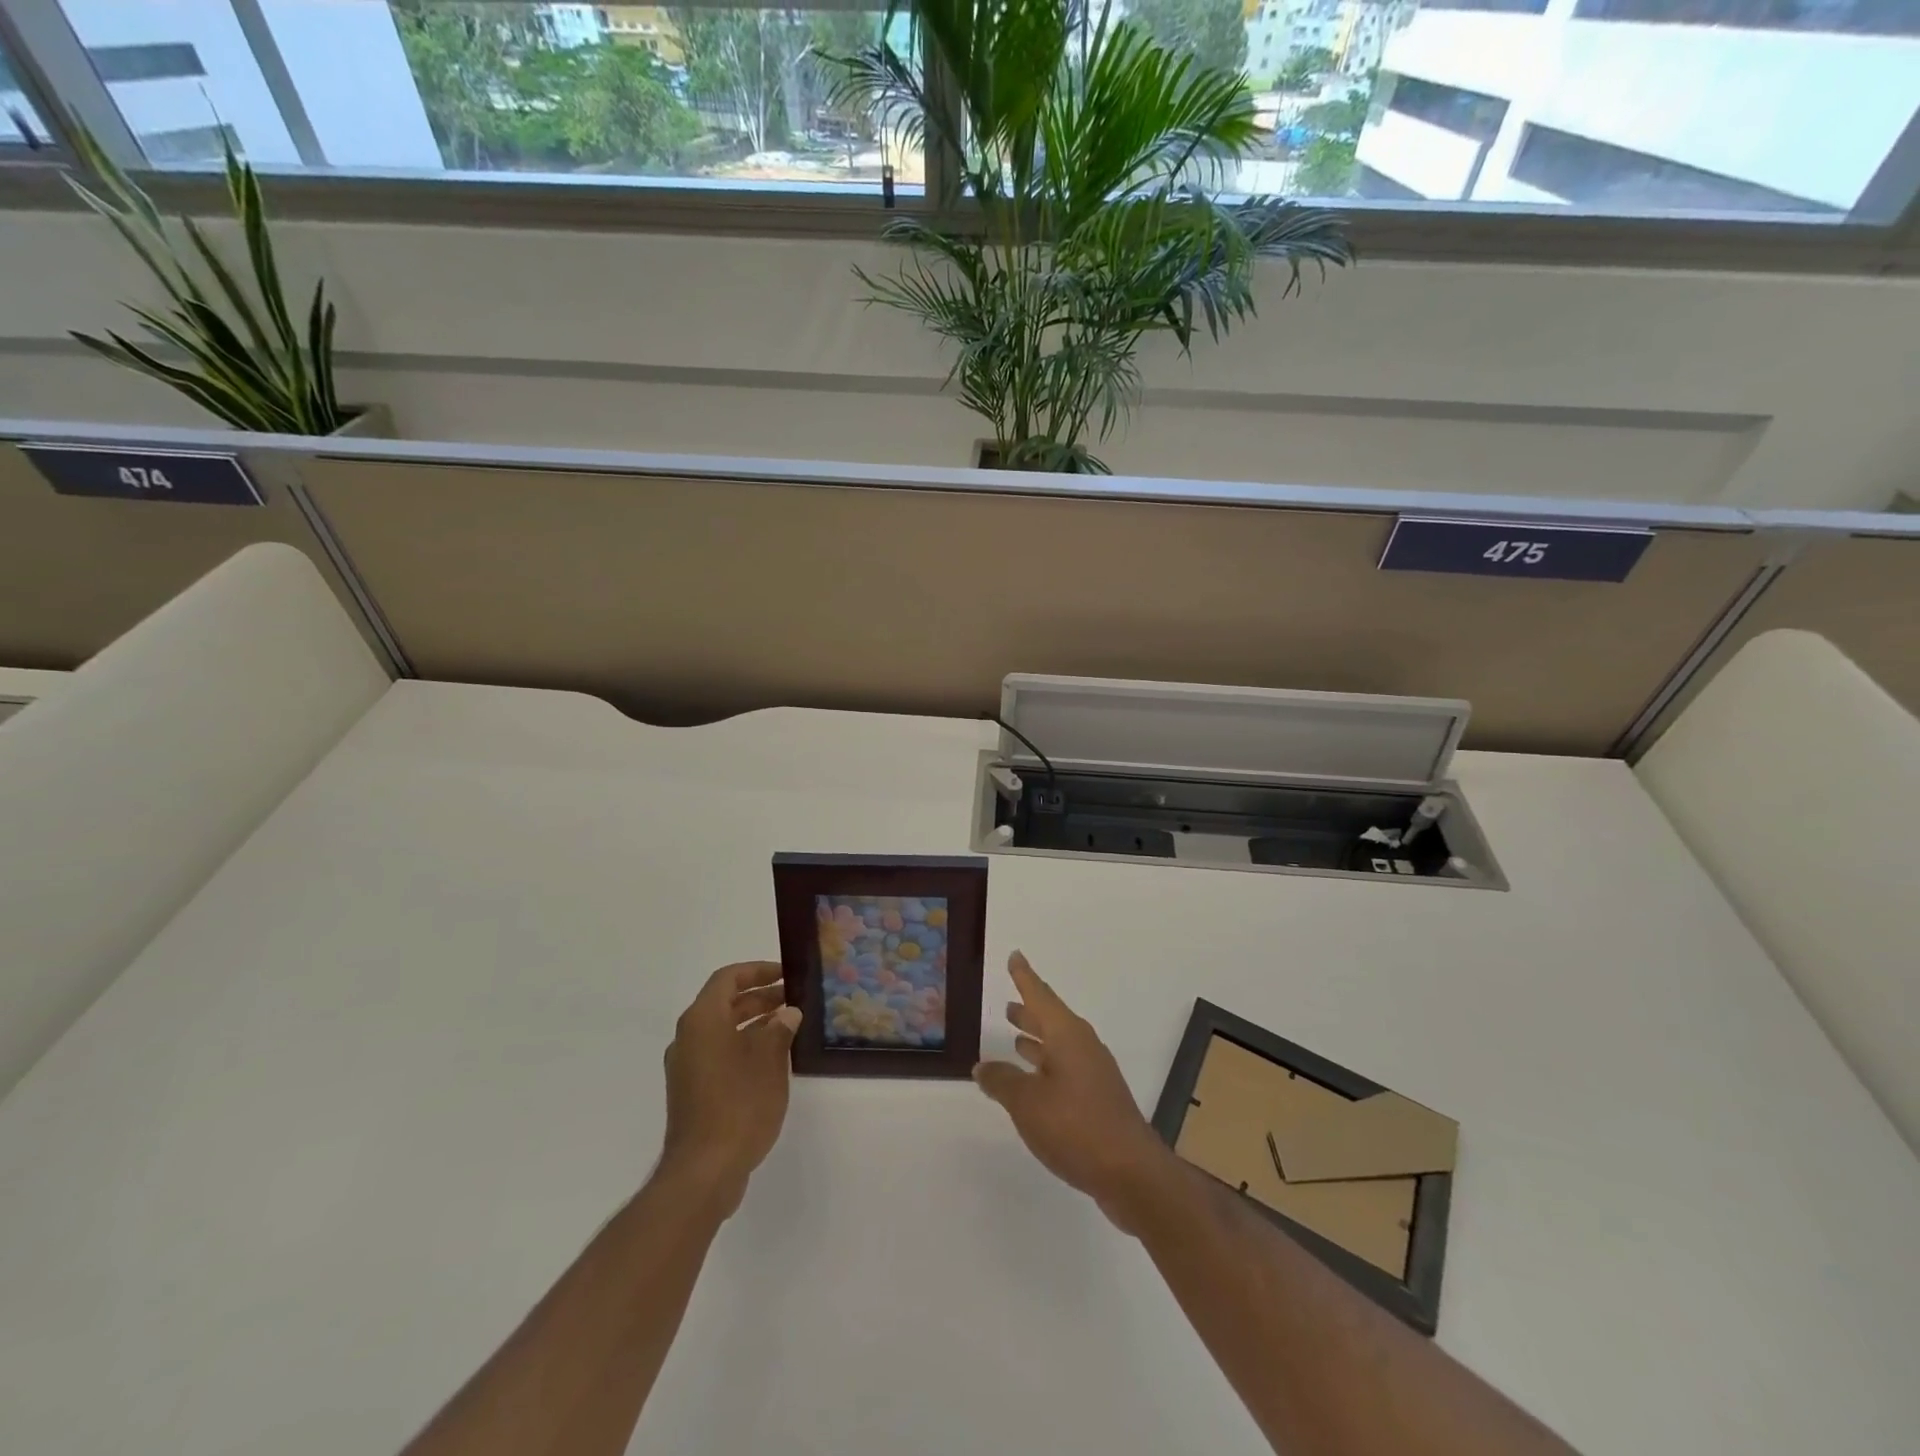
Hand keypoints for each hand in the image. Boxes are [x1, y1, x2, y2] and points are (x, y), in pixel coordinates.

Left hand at [660, 961, 800, 1216]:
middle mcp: (688, 1037)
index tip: (786, 974)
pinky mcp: (690, 1091)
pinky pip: (717, 1053)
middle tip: (793, 999)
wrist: (704, 1171)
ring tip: (788, 1026)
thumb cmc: (738, 1105)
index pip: (728, 978)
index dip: (758, 971)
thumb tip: (787, 1013)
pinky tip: (771, 1059)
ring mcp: (686, 1066)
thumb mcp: (769, 1061)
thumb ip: (779, 1030)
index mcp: (702, 1020)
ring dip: (753, 1023)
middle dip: (759, 997)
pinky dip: (743, 1046)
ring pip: (721, 1030)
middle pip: (724, 1003)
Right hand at [973, 951, 1176, 1233]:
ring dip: (1037, 1041)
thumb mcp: (1027, 1103)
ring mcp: (1094, 1074)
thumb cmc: (1076, 1127)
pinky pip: (1066, 1069)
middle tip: (1008, 1005)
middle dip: (1029, 1012)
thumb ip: (1002, 1081)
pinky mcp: (1099, 1100)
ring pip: (1059, 1046)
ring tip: (1015, 1038)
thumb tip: (983, 1065)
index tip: (1015, 955)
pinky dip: (1046, 1067)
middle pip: (1052, 1020)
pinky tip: (1034, 1083)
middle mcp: (1083, 1047)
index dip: (1024, 977)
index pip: (1040, 996)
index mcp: (1067, 1036)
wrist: (1131, 1173)